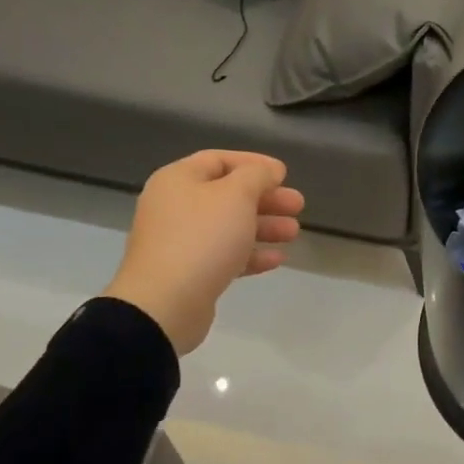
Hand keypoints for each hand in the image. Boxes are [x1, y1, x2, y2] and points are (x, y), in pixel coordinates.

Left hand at [102, 151, 304, 354]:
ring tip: (294, 232)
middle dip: (265, 199)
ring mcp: (180, 242)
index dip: (254, 163)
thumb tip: (268, 171)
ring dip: (263, 226)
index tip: (284, 174)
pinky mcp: (189, 273)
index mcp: (178, 180)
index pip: (219, 160)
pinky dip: (250, 254)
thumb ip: (257, 176)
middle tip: (297, 205)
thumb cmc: (202, 238)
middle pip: (227, 195)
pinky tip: (277, 259)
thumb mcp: (236, 195)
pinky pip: (224, 256)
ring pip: (228, 227)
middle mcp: (175, 207)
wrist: (165, 303)